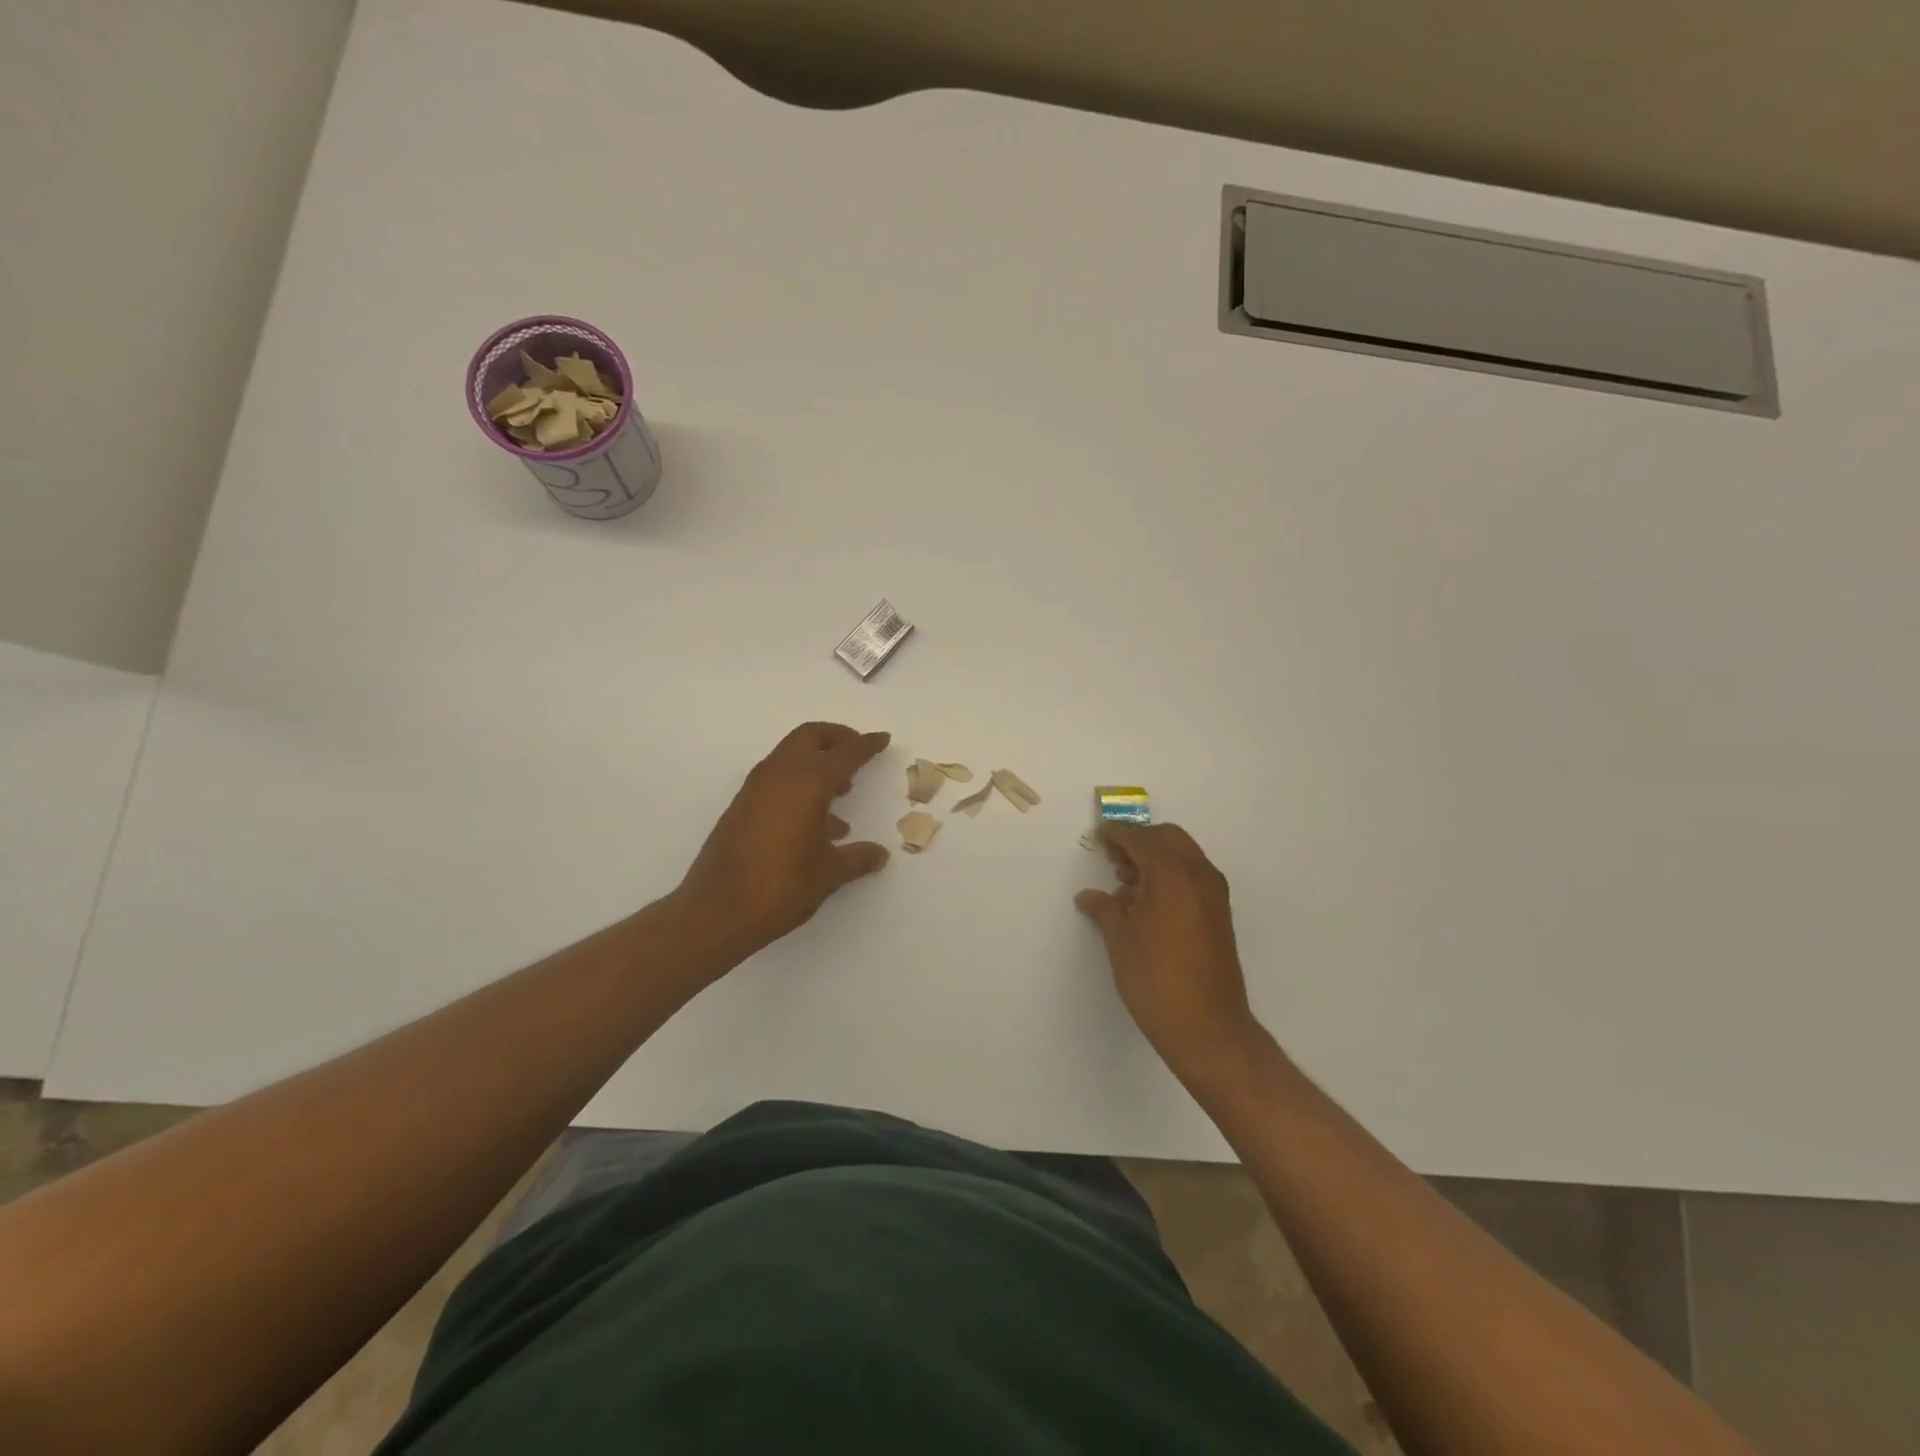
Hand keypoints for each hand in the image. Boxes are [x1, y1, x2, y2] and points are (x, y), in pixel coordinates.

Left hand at [677, 722, 891, 960]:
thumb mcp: (830, 873)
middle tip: (857, 751)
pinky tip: (815, 820)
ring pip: (790, 755)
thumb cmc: (781, 886)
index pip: (844, 753)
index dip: (866, 744)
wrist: (717, 911)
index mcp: (807, 782)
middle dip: (836, 737)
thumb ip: (858, 858)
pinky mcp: (741, 805)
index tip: (882, 738)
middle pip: (810, 736)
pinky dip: (798, 782)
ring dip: (816, 761)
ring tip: (842, 790)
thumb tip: (879, 855)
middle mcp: (779, 774)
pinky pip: (776, 778)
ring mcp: (755, 788)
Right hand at [1075, 823, 1266, 1088]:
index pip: (1140, 838)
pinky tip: (1147, 904)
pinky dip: (1170, 876)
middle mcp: (1198, 875)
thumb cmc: (1155, 979)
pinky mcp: (1219, 914)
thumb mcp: (1120, 940)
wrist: (1207, 1028)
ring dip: (1155, 859)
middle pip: (1167, 838)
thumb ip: (1105, 909)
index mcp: (1171, 873)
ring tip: (1125, 885)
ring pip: (1183, 856)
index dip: (1116, 834)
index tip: (1098, 837)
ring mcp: (1214, 894)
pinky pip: (1192, 877)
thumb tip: (1090, 897)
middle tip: (1113, 861)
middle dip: (1139, 842)